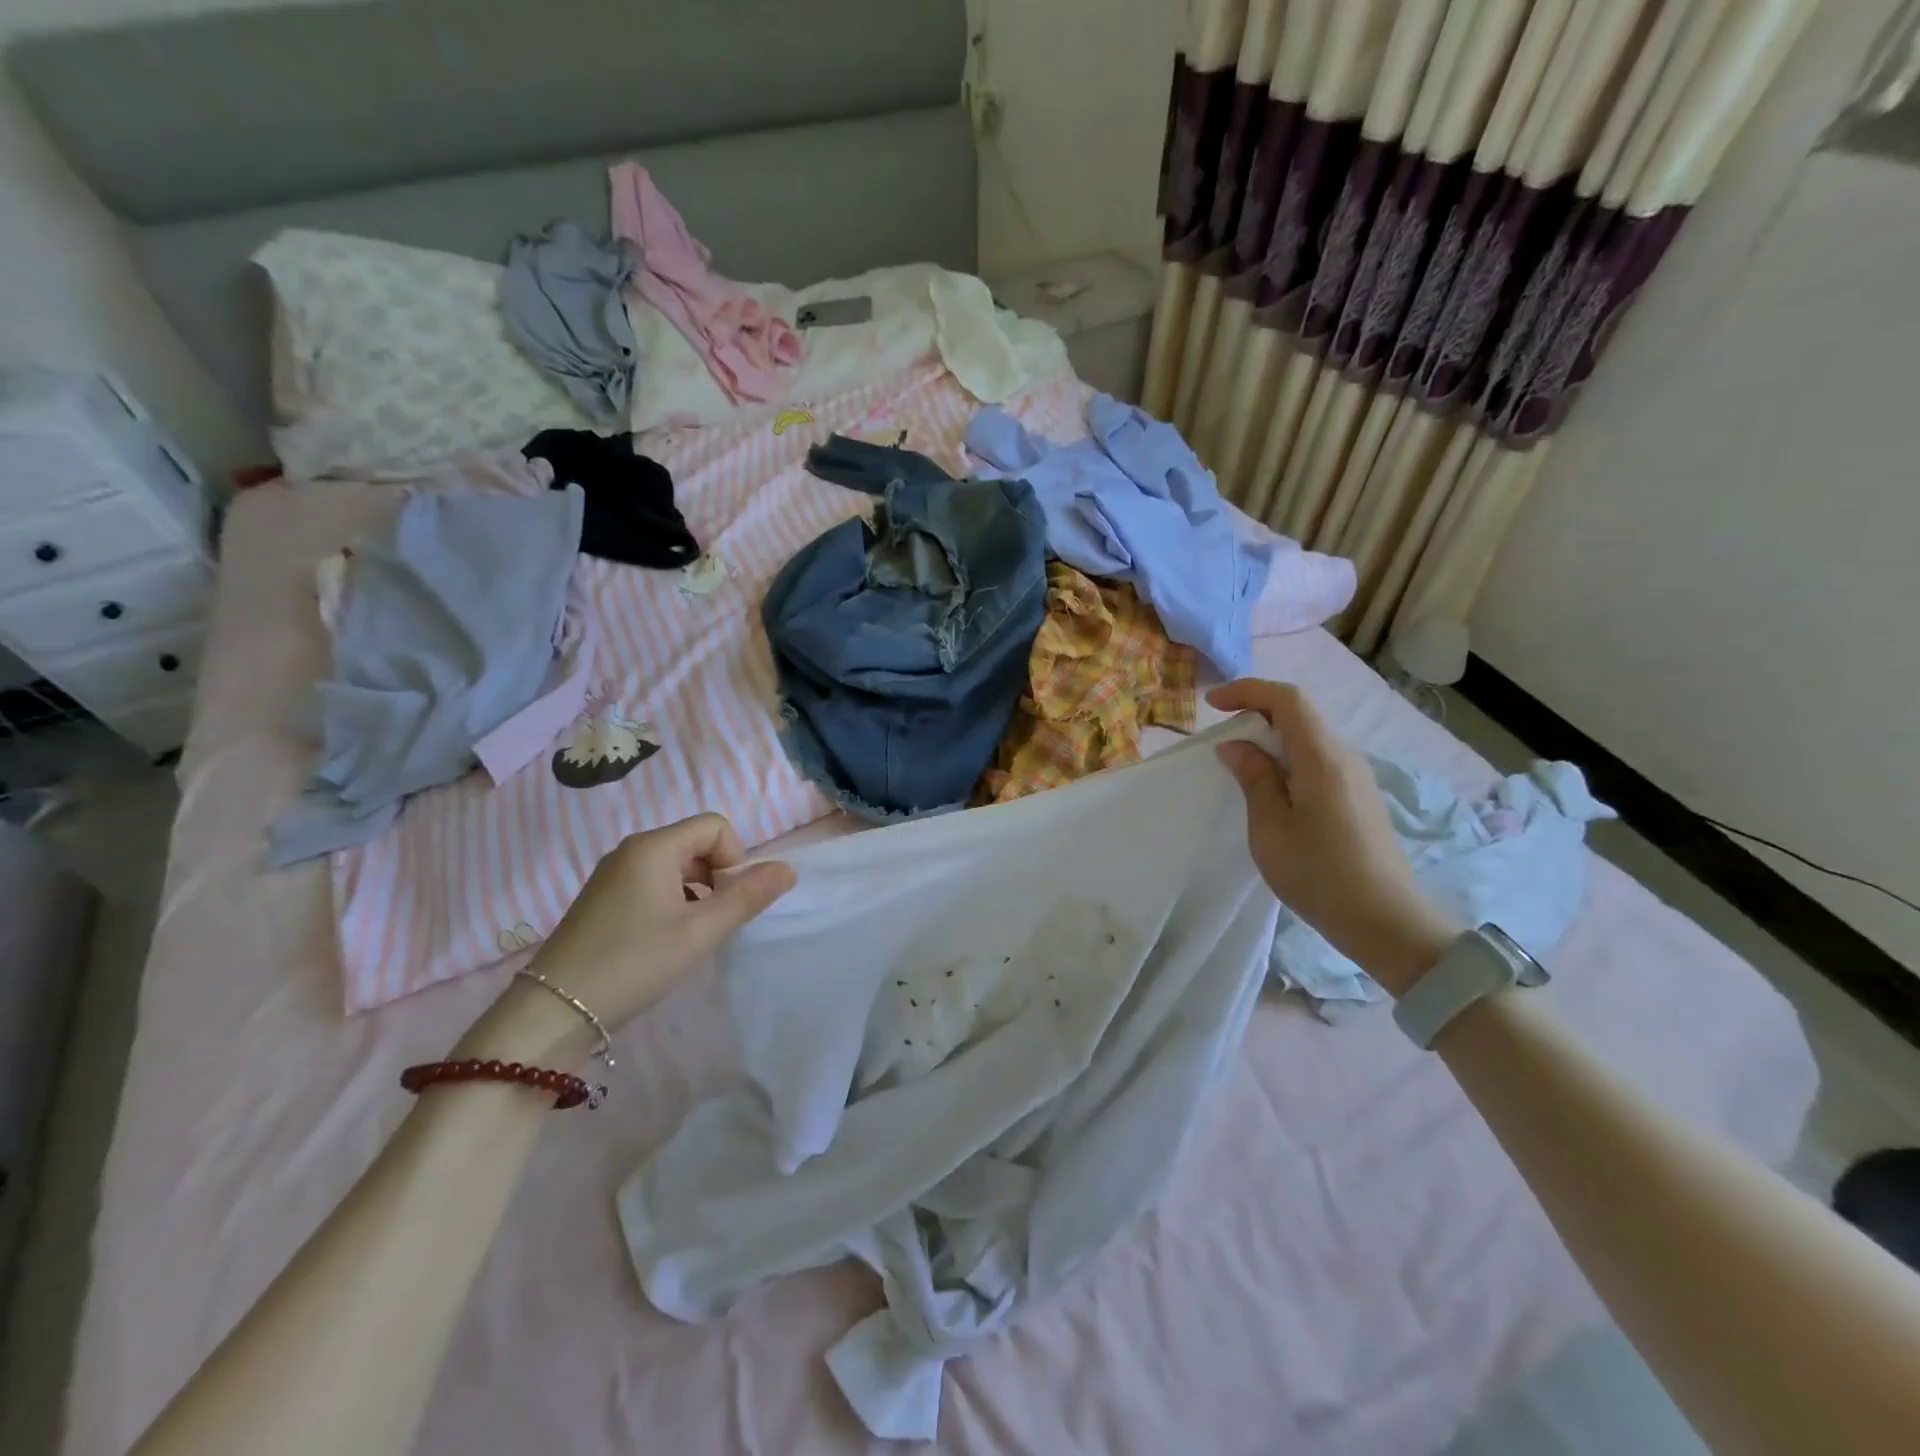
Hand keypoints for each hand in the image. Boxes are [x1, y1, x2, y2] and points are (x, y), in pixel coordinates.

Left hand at [459, 814, 794, 1063]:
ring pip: (675, 867)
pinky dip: (671, 903)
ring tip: (688, 936)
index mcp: (653, 847)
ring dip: (695, 893)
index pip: (716, 826)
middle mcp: (630, 851)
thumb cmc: (634, 963)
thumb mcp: (700, 932)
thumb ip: (747, 897)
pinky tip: (662, 943)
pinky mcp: (601, 900)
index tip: (727, 901)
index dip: (735, 858)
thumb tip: (789, 870)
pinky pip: (652, 884)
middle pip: (696, 843)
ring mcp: (611, 875)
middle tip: (711, 923)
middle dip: (716, 877)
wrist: (551, 1013)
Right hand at [1210, 679, 1459, 996]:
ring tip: (1239, 767)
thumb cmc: (1320, 874)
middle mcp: (1345, 757)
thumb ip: (1254, 779)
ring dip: (1270, 741)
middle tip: (1220, 740)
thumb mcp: (1271, 828)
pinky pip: (1317, 761)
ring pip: (1308, 739)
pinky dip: (1287, 760)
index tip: (1213, 703)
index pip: (1288, 699)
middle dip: (1256, 714)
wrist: (1386, 922)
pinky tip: (1271, 791)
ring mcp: (1356, 777)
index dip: (1248, 691)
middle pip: (1299, 715)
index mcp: (1322, 758)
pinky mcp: (1358, 798)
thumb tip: (1237, 746)